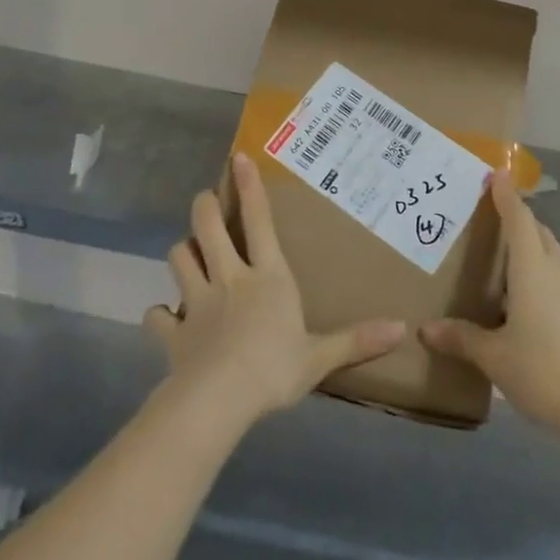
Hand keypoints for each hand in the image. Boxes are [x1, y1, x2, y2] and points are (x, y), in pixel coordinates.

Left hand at [145, 152, 405, 432]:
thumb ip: (357, 340)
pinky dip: (159, 315)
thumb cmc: (273, 369)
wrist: (218, 401)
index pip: (259, 220)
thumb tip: (402, 327)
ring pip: (179, 258)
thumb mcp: (320, 356)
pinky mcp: (173, 331)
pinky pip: (157, 316)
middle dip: (204, 207)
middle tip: (206, 200)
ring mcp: (196, 302)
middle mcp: (229, 277)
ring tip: (188, 253)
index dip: (249, 187)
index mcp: (267, 276)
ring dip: (183, 251)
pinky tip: (164, 319)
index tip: (238, 157)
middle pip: (208, 227)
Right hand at [420, 170, 559, 441]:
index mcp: (532, 267)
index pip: (518, 218)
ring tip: (507, 264)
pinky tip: (529, 304)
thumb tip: (426, 329)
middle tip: (493, 220)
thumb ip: (462, 338)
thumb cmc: (544, 370)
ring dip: (532, 249)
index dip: (506, 194)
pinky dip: (544, 276)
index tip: (496, 172)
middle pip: (538, 231)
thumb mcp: (495, 357)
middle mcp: (557, 269)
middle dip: (518, 220)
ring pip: (552, 255)